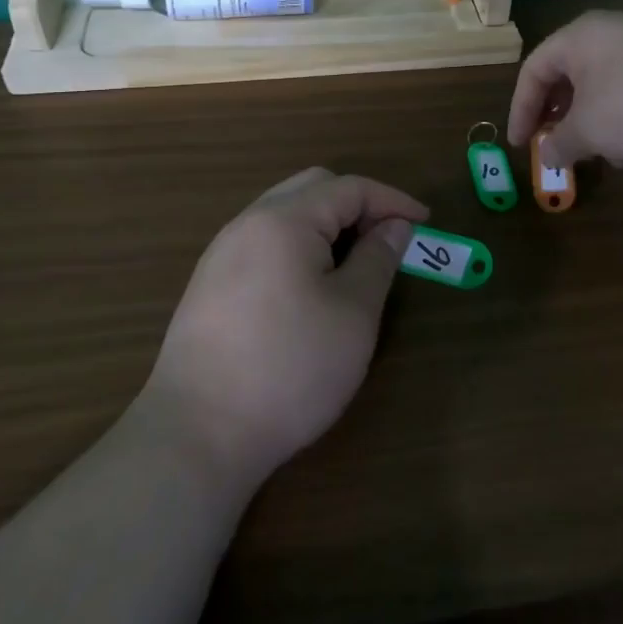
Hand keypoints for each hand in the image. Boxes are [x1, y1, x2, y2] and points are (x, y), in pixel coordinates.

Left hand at [141, 168, 426, 483]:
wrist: (198, 435)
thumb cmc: (291, 367)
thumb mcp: (354, 312)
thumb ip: (378, 258)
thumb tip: (394, 226)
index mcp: (284, 220)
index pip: (349, 188)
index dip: (393, 200)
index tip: (425, 223)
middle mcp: (248, 224)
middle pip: (313, 189)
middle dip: (358, 205)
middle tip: (389, 239)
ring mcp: (222, 254)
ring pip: (286, 215)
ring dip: (328, 226)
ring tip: (357, 263)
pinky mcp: (210, 286)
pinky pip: (265, 243)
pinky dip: (300, 246)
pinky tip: (314, 286)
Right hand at [507, 11, 622, 168]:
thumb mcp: (589, 131)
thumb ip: (560, 143)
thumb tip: (547, 154)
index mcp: (580, 37)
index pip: (534, 70)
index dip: (521, 109)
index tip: (520, 145)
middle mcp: (612, 32)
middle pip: (568, 74)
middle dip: (557, 114)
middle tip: (551, 145)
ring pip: (602, 85)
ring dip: (590, 120)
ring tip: (594, 152)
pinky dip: (622, 117)